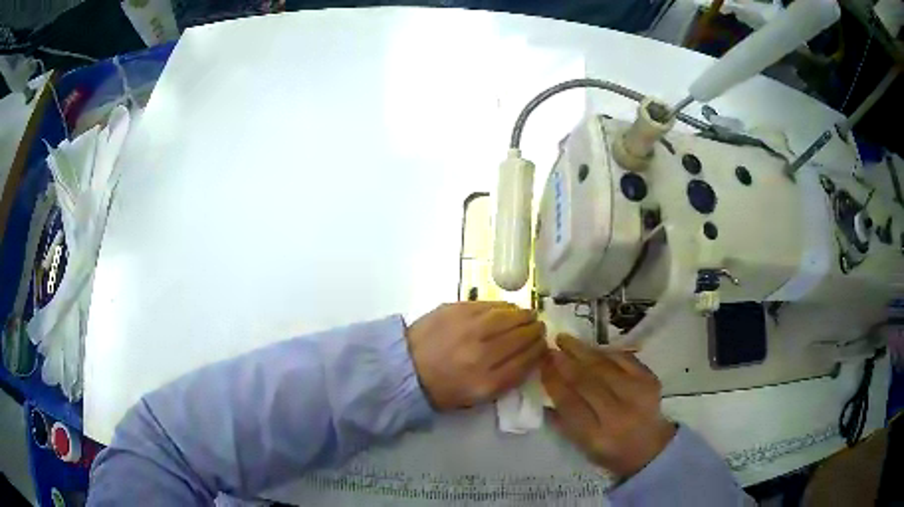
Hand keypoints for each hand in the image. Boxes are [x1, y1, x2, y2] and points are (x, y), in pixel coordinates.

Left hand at [407, 302, 546, 410]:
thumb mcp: (476, 397)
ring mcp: (468, 328)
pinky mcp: (456, 310)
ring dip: (523, 315)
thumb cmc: (441, 388)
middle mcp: (481, 354)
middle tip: (539, 327)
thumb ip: (506, 379)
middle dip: (535, 330)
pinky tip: (508, 309)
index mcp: (487, 382)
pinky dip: (504, 307)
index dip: (539, 351)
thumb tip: (529, 356)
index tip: (543, 345)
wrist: (405, 368)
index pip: (526, 361)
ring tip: (528, 315)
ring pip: (509, 317)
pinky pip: (489, 305)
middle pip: (521, 337)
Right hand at [541, 334, 675, 477]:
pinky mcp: (650, 380)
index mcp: (596, 436)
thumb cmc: (611, 451)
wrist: (652, 448)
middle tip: (549, 347)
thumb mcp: (583, 446)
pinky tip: (592, 347)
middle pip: (587, 382)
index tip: (541, 364)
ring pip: (604, 366)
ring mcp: (638, 394)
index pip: (570, 403)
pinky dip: (606, 351)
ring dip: (582, 351)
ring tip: (565, 340)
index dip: (553, 381)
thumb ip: (563, 421)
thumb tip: (545, 392)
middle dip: (565, 362)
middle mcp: (618, 415)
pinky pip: (624, 359)